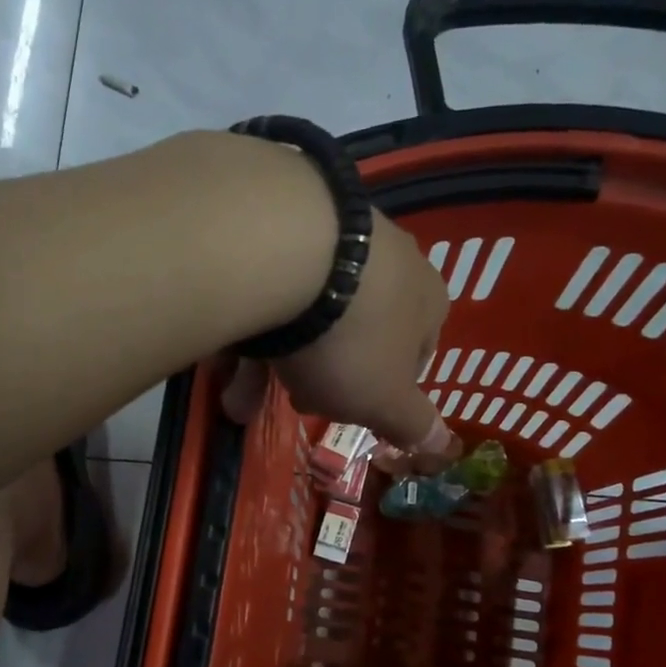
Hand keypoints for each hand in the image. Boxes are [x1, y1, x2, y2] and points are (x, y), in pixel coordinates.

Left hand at [222, 210, 458, 470]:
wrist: (286, 252)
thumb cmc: (350, 339)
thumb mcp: (384, 399)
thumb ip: (413, 424)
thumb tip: (443, 445)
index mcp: (425, 300)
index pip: (416, 353)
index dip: (383, 389)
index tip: (350, 410)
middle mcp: (388, 260)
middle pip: (355, 333)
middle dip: (321, 377)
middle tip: (294, 401)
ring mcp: (334, 234)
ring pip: (305, 313)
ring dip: (273, 361)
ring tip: (235, 399)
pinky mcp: (281, 221)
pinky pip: (270, 286)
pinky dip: (250, 324)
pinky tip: (221, 352)